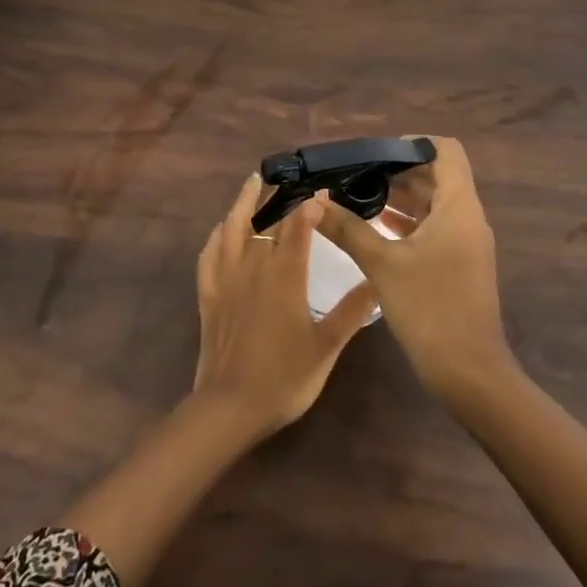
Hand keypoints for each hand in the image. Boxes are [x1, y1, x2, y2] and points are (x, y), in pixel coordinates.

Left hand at [193, 173, 377, 436]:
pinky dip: (216, 235)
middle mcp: (253, 268)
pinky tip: (221, 229)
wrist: (230, 407)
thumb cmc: (284, 379)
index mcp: (284, 277)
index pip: (297, 229)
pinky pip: (208, 254)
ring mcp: (226, 279)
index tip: (322, 191)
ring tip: (252, 183)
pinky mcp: (208, 294)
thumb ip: (352, 311)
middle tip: (290, 179)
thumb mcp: (327, 347)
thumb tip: (378, 279)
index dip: (309, 207)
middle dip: (278, 198)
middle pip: (265, 222)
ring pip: (232, 229)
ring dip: (242, 203)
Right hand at [315, 135, 512, 401]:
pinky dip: (405, 222)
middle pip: (435, 176)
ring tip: (355, 197)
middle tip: (353, 175)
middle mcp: (467, 217)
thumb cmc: (429, 309)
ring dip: (398, 198)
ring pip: (432, 204)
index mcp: (458, 207)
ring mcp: (465, 242)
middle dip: (395, 171)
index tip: (374, 153)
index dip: (412, 144)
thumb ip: (347, 229)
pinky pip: (432, 228)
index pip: (445, 151)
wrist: (468, 372)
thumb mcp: (382, 264)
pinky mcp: (458, 263)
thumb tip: (312, 202)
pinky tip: (372, 228)